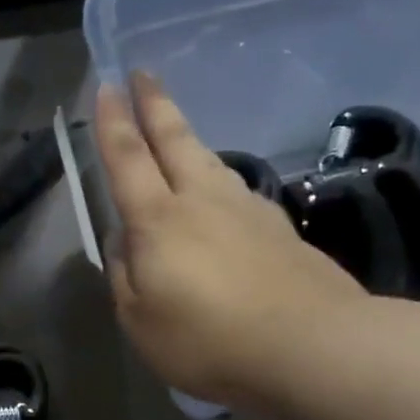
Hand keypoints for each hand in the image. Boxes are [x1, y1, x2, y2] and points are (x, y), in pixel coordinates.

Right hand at [95, 72, 368, 410]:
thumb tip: (125, 241)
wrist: (311, 346)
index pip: (128, 159)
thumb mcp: (140, 321)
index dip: (113, 123)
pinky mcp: (281, 230)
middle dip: (155, 105)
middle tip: (143, 73)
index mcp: (159, 219)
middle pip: (175, 141)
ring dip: (188, 138)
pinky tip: (221, 192)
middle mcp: (203, 201)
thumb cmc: (208, 339)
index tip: (108, 86)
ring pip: (210, 161)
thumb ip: (125, 276)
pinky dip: (219, 180)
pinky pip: (237, 191)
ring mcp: (248, 211)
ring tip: (176, 129)